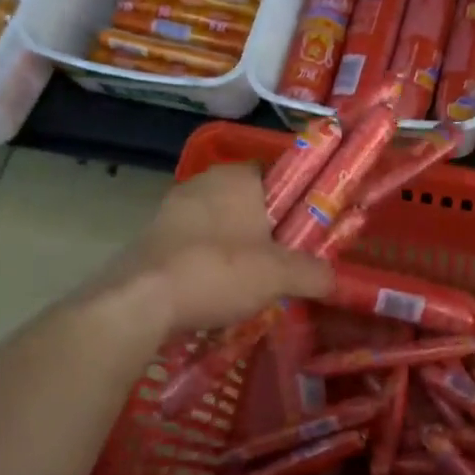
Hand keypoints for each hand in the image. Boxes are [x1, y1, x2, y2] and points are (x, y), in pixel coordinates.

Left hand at [103, 164, 332, 334]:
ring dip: (238, 247)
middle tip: (289, 259)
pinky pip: (194, 244)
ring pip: (221, 224)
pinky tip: (219, 290)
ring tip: (256, 281)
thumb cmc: (219, 271)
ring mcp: (173, 209)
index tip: (312, 227)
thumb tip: (333, 279)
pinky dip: (209, 262)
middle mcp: (204, 182)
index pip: (279, 174)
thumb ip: (314, 273)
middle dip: (269, 228)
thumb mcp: (281, 275)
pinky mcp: (153, 237)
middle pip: (250, 201)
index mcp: (238, 176)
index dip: (299, 198)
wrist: (141, 300)